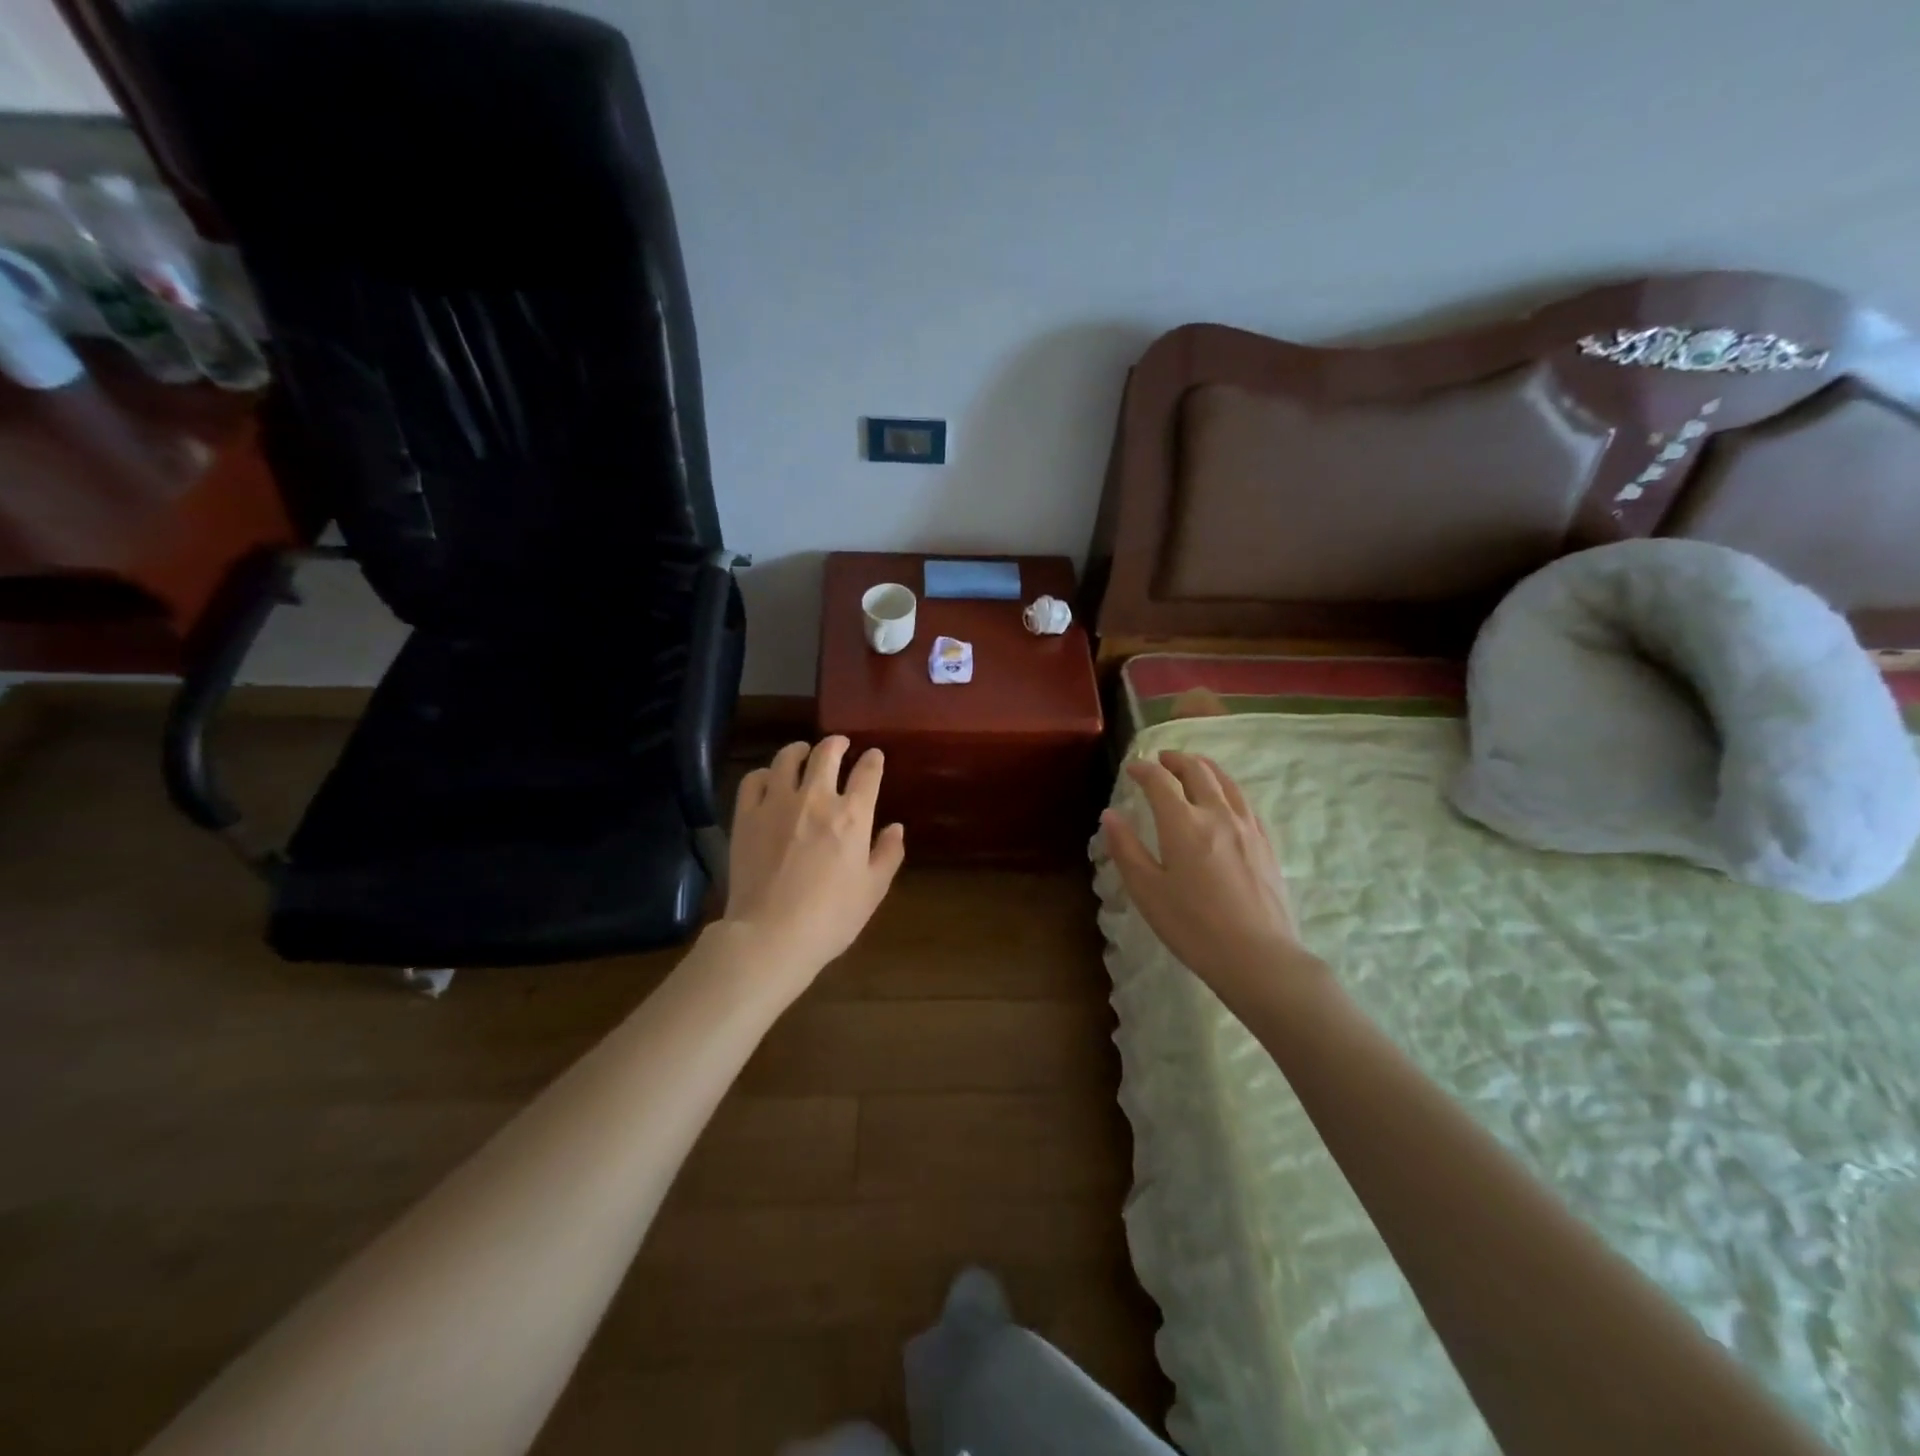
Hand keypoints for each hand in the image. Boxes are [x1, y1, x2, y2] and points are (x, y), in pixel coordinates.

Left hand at [720, 737, 905, 986]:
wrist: (771, 935)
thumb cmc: (831, 918)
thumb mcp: (873, 890)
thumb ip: (888, 854)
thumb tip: (896, 828)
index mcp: (852, 816)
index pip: (867, 773)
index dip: (873, 760)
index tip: (874, 756)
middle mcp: (815, 798)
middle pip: (826, 754)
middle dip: (837, 743)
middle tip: (840, 743)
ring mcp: (777, 803)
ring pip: (787, 759)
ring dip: (799, 750)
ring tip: (803, 751)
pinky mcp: (746, 815)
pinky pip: (753, 779)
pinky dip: (764, 773)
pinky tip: (768, 778)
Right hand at [1101, 751, 1319, 1004]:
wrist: (1258, 957)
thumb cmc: (1193, 927)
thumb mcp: (1147, 892)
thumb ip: (1127, 849)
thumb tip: (1110, 815)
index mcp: (1183, 824)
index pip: (1160, 781)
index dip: (1144, 769)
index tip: (1132, 768)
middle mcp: (1217, 814)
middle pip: (1197, 771)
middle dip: (1176, 760)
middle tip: (1162, 759)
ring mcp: (1247, 827)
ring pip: (1226, 781)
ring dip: (1205, 767)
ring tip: (1193, 767)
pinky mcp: (1266, 843)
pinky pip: (1245, 801)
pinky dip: (1227, 788)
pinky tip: (1224, 799)